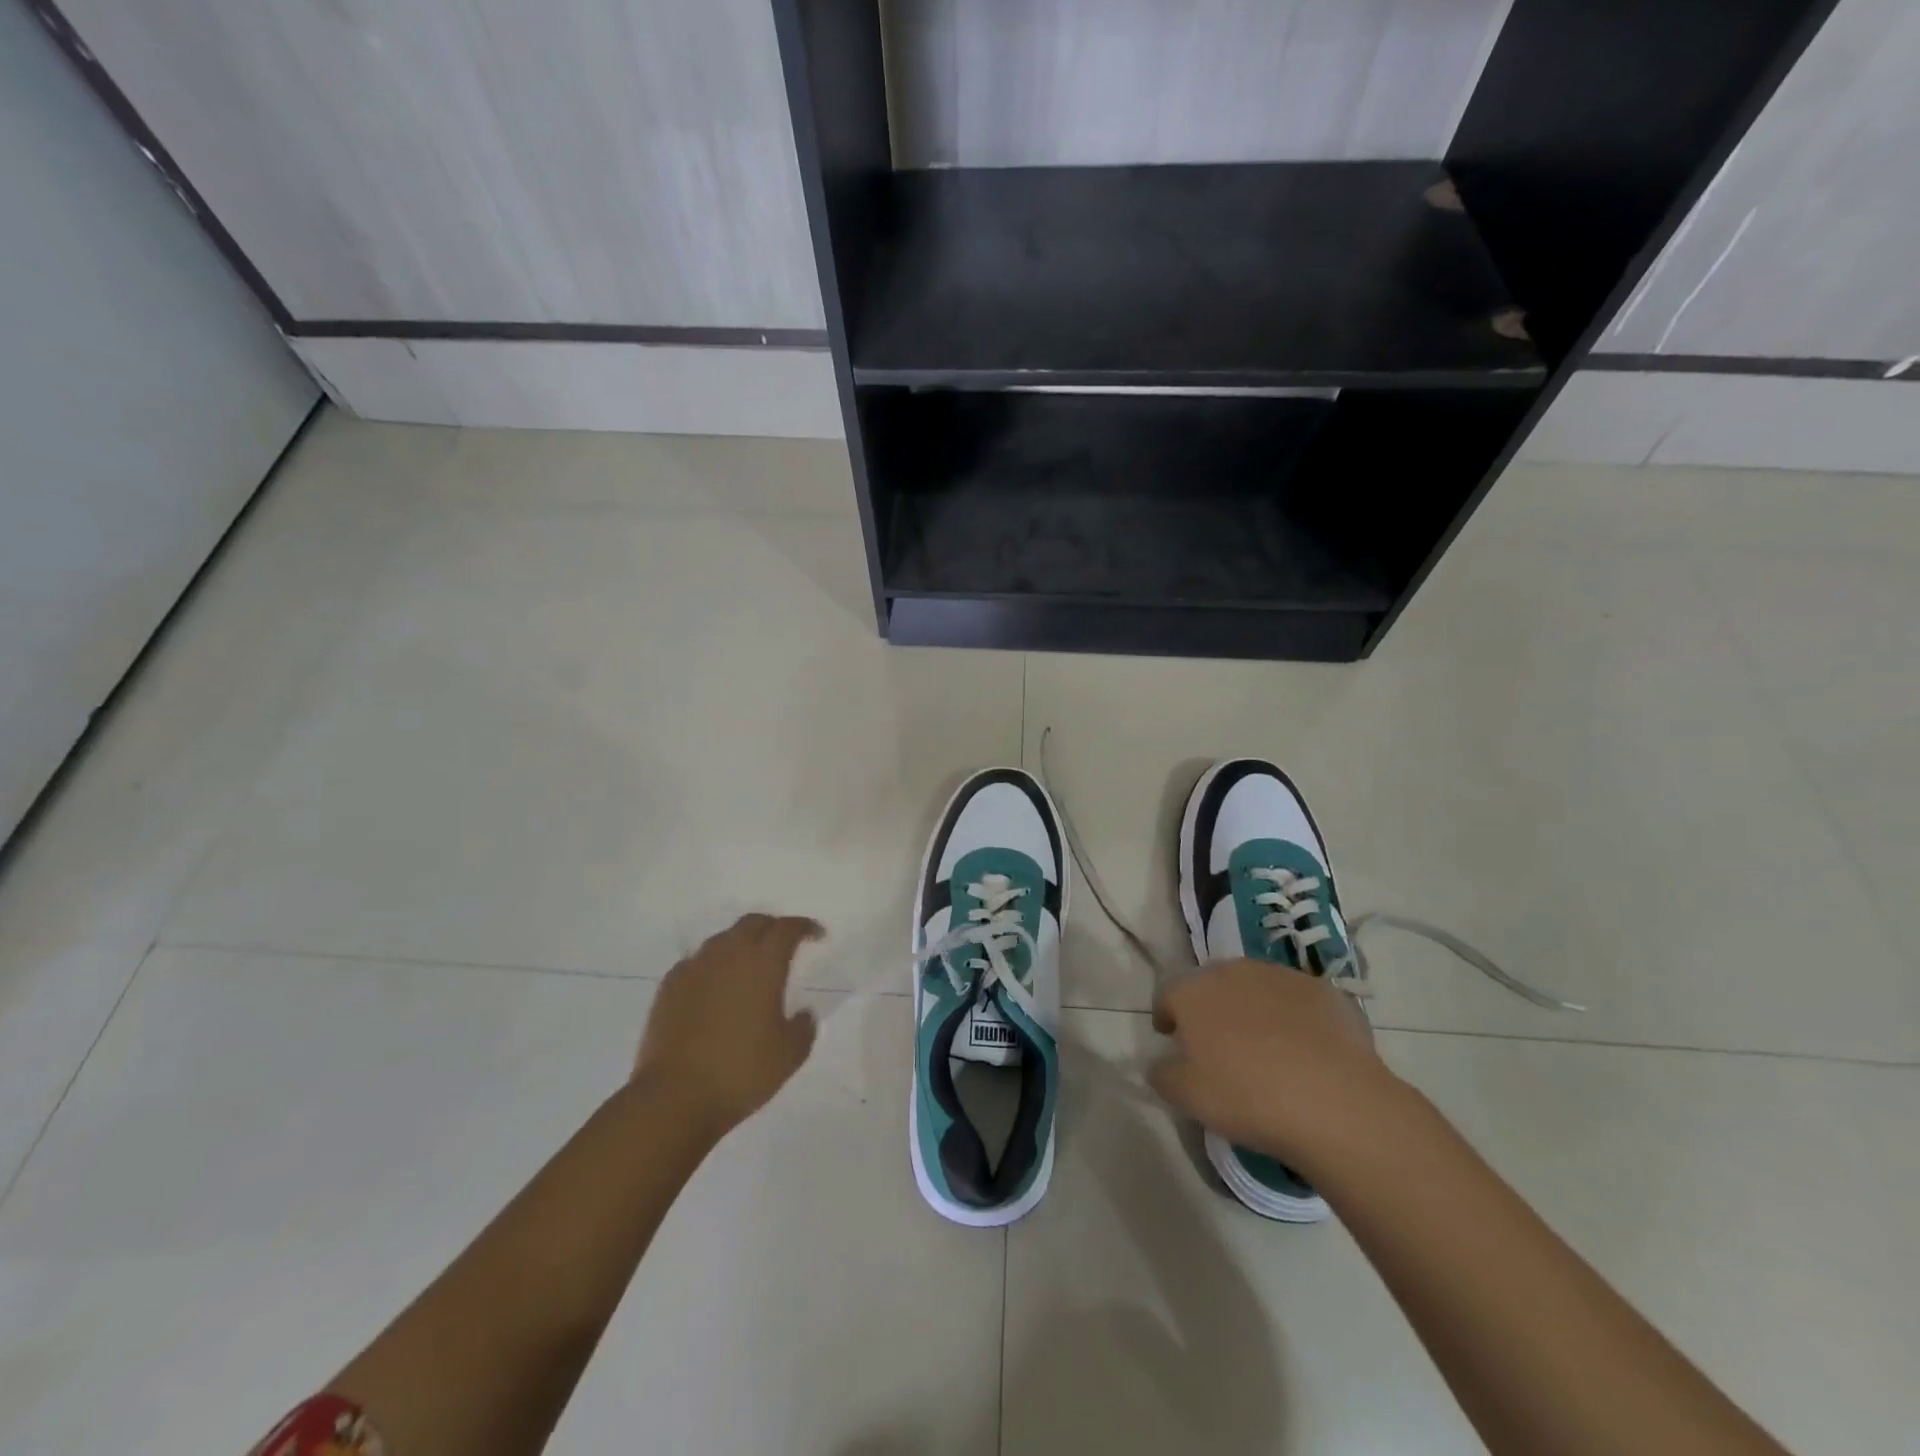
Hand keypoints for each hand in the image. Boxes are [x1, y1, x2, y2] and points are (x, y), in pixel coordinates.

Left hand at [635, 914, 822, 1135]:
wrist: (673, 1097)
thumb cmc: (741, 1072)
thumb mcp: (789, 1055)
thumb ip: (804, 1028)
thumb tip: (803, 1013)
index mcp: (763, 963)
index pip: (787, 928)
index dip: (805, 927)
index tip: (817, 935)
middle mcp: (729, 954)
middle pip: (753, 923)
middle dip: (773, 927)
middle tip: (785, 944)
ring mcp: (695, 967)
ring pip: (723, 939)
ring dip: (741, 944)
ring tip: (749, 965)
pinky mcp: (669, 986)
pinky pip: (697, 962)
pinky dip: (713, 965)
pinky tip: (715, 986)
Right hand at [1148, 960, 1405, 1175]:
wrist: (1335, 1102)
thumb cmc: (1247, 1096)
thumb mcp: (1187, 1097)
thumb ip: (1162, 1074)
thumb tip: (1159, 1063)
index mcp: (1194, 991)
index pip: (1168, 994)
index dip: (1166, 1015)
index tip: (1170, 1037)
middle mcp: (1233, 971)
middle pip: (1212, 983)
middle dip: (1209, 1007)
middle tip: (1217, 1043)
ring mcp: (1281, 976)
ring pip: (1256, 987)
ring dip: (1252, 1008)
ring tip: (1263, 1046)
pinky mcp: (1324, 991)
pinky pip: (1297, 1001)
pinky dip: (1294, 1018)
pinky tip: (1304, 1051)